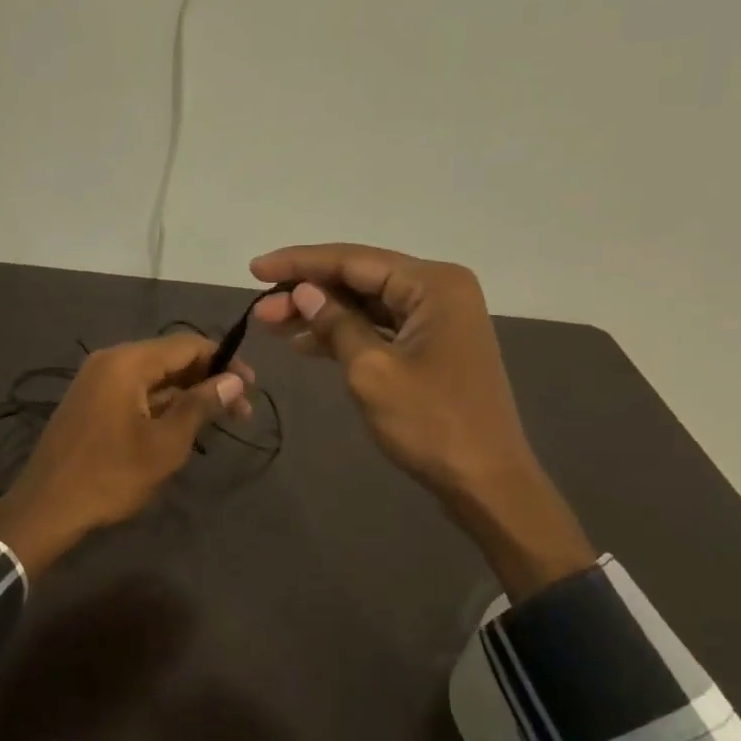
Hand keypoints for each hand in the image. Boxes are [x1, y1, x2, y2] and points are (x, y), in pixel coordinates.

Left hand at [0, 333, 249, 579]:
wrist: (47, 508)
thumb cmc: (111, 475)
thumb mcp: (166, 443)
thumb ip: (200, 405)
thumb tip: (234, 380)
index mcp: (127, 362)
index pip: (187, 345)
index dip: (224, 361)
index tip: (252, 387)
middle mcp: (109, 360)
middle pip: (170, 358)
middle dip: (208, 380)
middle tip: (240, 411)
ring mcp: (96, 381)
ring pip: (153, 377)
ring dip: (186, 394)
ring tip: (218, 420)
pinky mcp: (90, 402)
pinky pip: (134, 391)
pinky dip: (162, 403)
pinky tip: (182, 425)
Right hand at [250, 242, 593, 598]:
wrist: (486, 481)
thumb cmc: (431, 424)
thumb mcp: (372, 371)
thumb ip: (336, 324)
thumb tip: (304, 292)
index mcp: (433, 284)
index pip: (353, 260)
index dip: (300, 263)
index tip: (255, 269)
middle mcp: (439, 290)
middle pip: (360, 279)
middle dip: (307, 292)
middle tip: (260, 311)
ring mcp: (438, 319)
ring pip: (367, 304)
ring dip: (321, 314)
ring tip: (271, 324)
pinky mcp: (432, 346)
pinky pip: (380, 328)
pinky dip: (344, 334)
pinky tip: (305, 343)